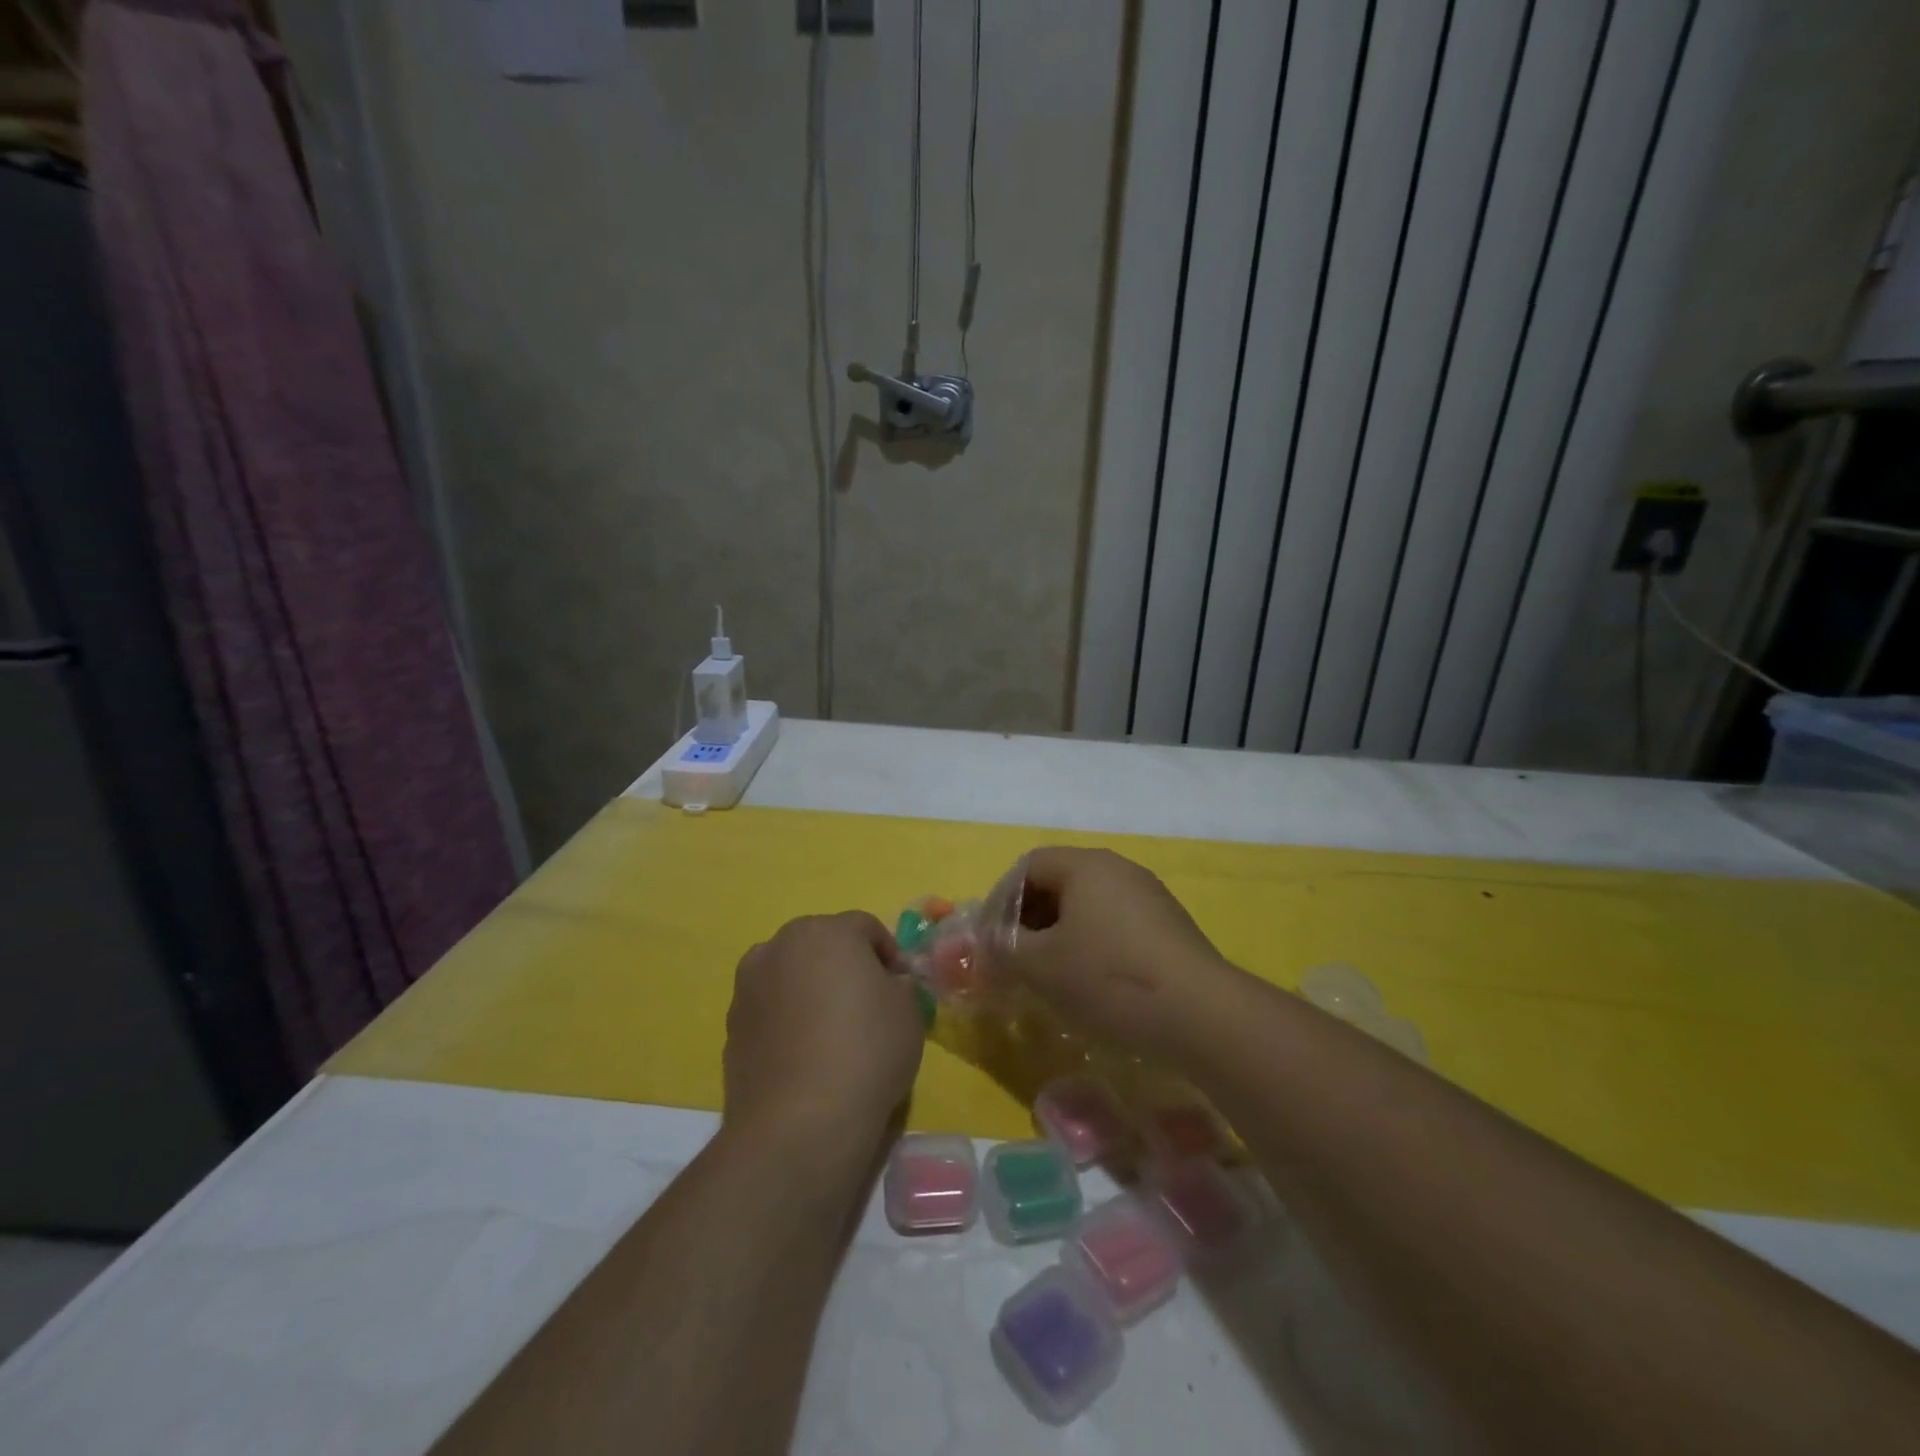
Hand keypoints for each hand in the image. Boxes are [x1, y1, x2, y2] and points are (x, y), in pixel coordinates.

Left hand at [722, 912, 923, 1160]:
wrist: (799, 1123)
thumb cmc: (866, 1052)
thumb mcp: (909, 1012)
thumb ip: (900, 985)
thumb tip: (888, 984)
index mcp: (825, 931)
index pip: (865, 927)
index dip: (888, 952)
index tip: (900, 986)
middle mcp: (779, 946)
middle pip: (821, 945)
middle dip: (845, 965)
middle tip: (867, 1004)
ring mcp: (748, 986)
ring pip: (790, 974)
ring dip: (810, 989)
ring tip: (831, 1032)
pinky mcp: (731, 1026)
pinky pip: (770, 1009)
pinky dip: (788, 1019)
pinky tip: (805, 1056)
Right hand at [997, 848, 1241, 1058]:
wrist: (1200, 1013)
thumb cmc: (1108, 977)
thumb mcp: (1040, 966)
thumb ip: (1003, 948)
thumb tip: (984, 943)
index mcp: (1085, 865)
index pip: (1028, 866)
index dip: (1001, 900)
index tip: (992, 939)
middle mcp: (1118, 869)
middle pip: (1058, 883)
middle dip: (1029, 919)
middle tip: (1015, 959)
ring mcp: (1148, 896)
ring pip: (1087, 907)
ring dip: (1059, 935)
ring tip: (1049, 976)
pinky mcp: (1168, 926)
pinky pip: (1115, 925)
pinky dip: (1092, 946)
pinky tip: (1091, 984)